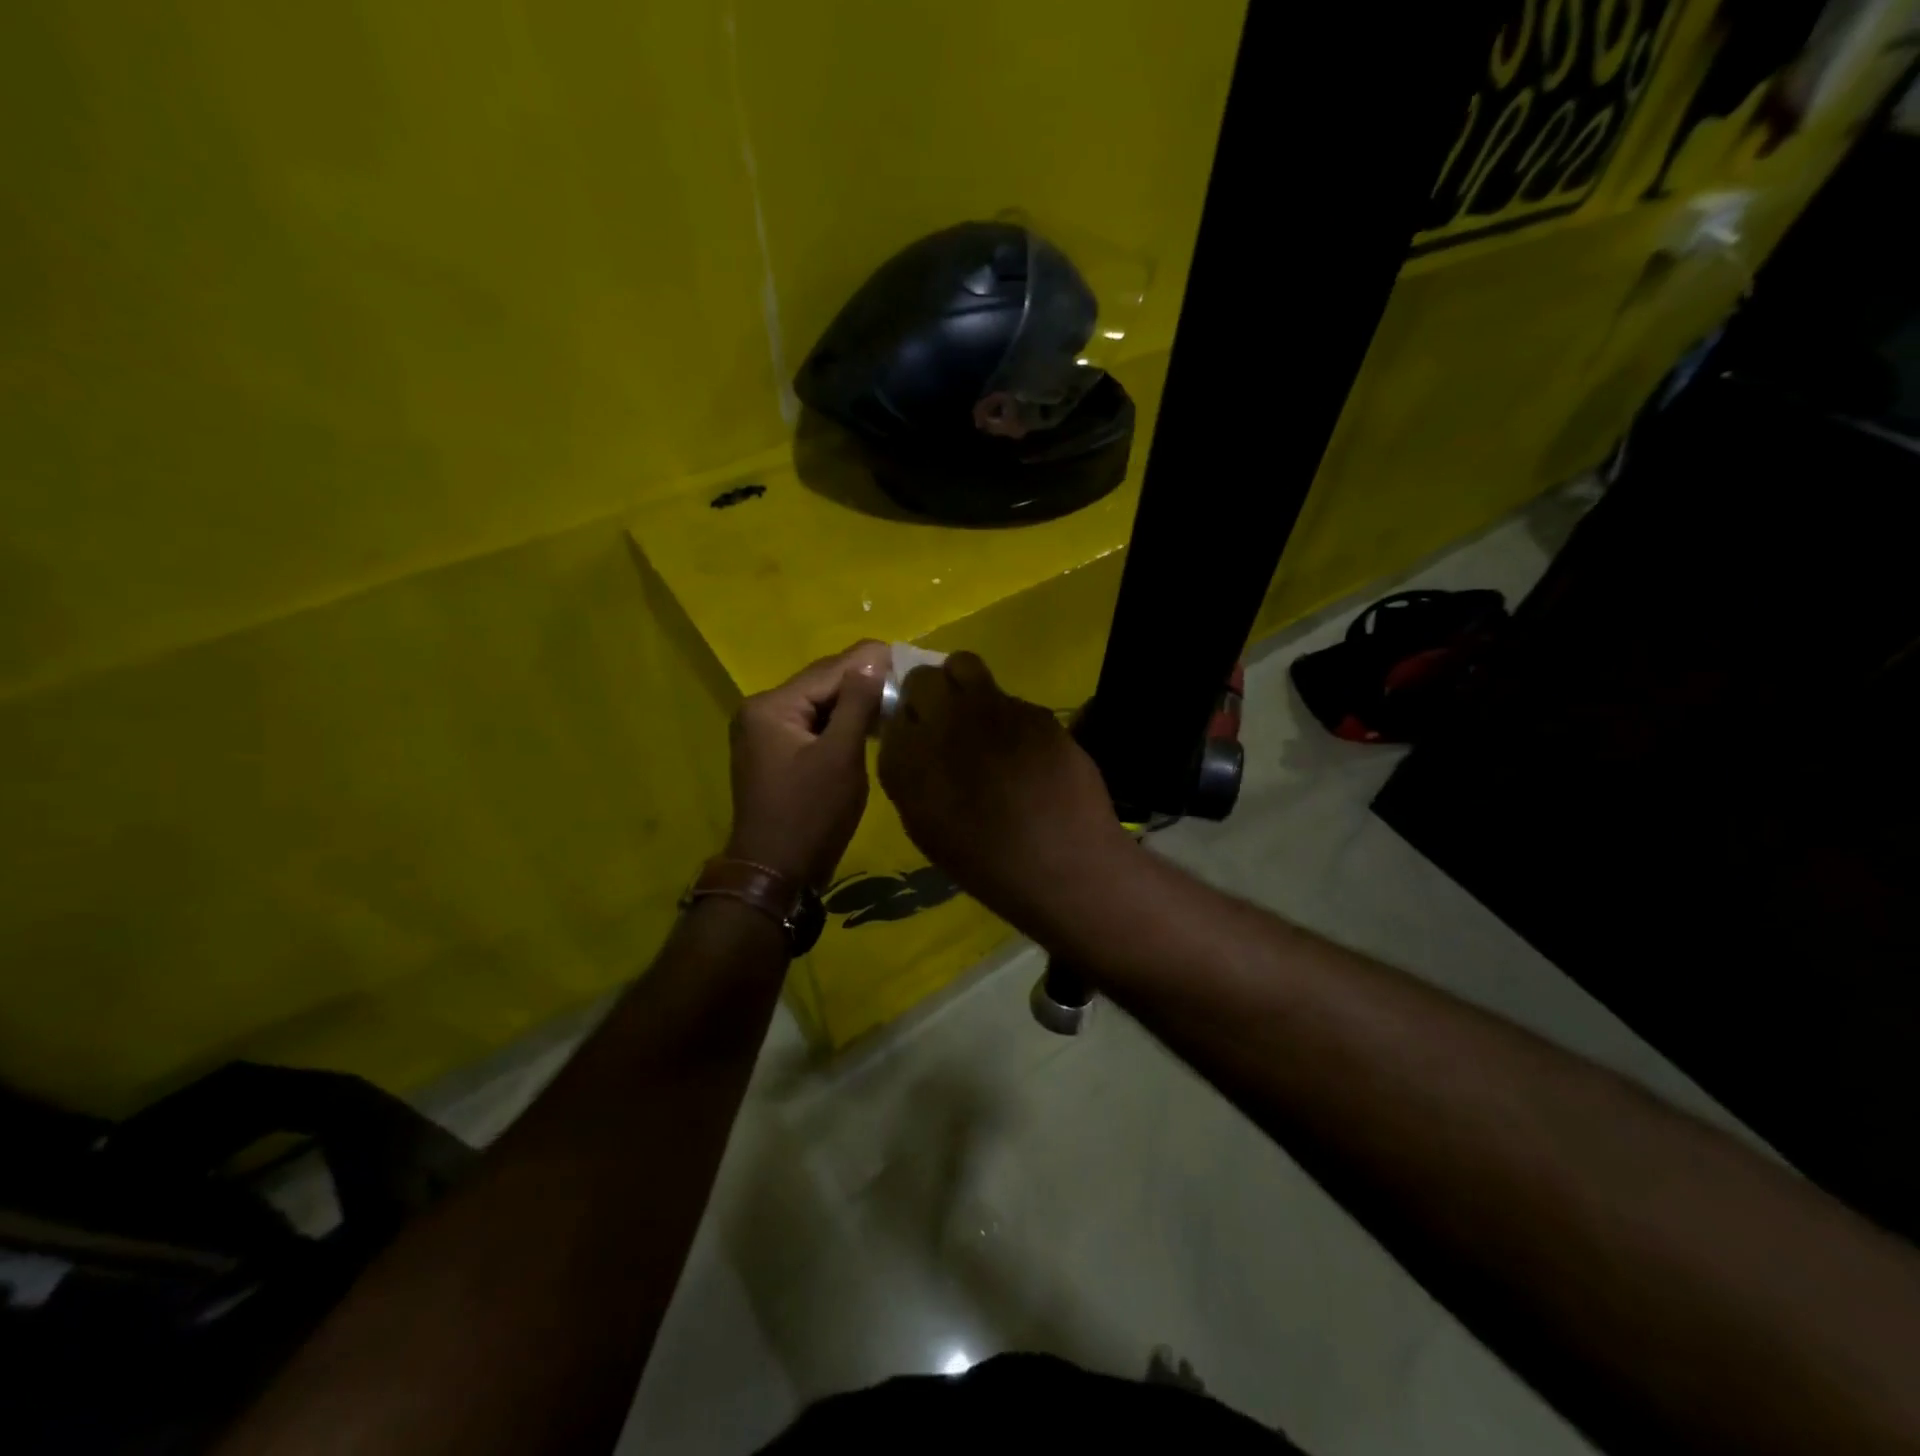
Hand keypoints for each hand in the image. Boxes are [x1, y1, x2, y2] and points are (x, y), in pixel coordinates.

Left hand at [725, 641, 888, 888]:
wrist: (776, 874)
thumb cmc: (810, 815)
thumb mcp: (840, 756)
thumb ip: (856, 704)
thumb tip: (872, 661)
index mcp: (771, 706)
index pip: (827, 671)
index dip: (867, 662)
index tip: (905, 654)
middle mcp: (761, 711)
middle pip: (820, 684)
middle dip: (861, 679)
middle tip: (906, 673)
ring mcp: (765, 734)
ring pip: (818, 705)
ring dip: (853, 701)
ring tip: (895, 694)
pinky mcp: (776, 754)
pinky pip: (813, 725)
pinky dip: (840, 722)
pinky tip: (869, 721)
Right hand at [877, 652, 1130, 929]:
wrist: (1066, 866)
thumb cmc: (988, 864)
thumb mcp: (926, 828)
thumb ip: (909, 776)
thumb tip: (909, 740)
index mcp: (910, 759)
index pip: (892, 713)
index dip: (905, 723)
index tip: (915, 737)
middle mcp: (945, 722)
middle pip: (922, 679)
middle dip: (927, 694)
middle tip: (942, 721)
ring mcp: (994, 709)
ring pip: (964, 667)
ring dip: (963, 687)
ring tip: (979, 721)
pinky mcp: (1035, 710)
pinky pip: (1008, 696)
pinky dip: (1006, 715)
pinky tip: (1023, 748)